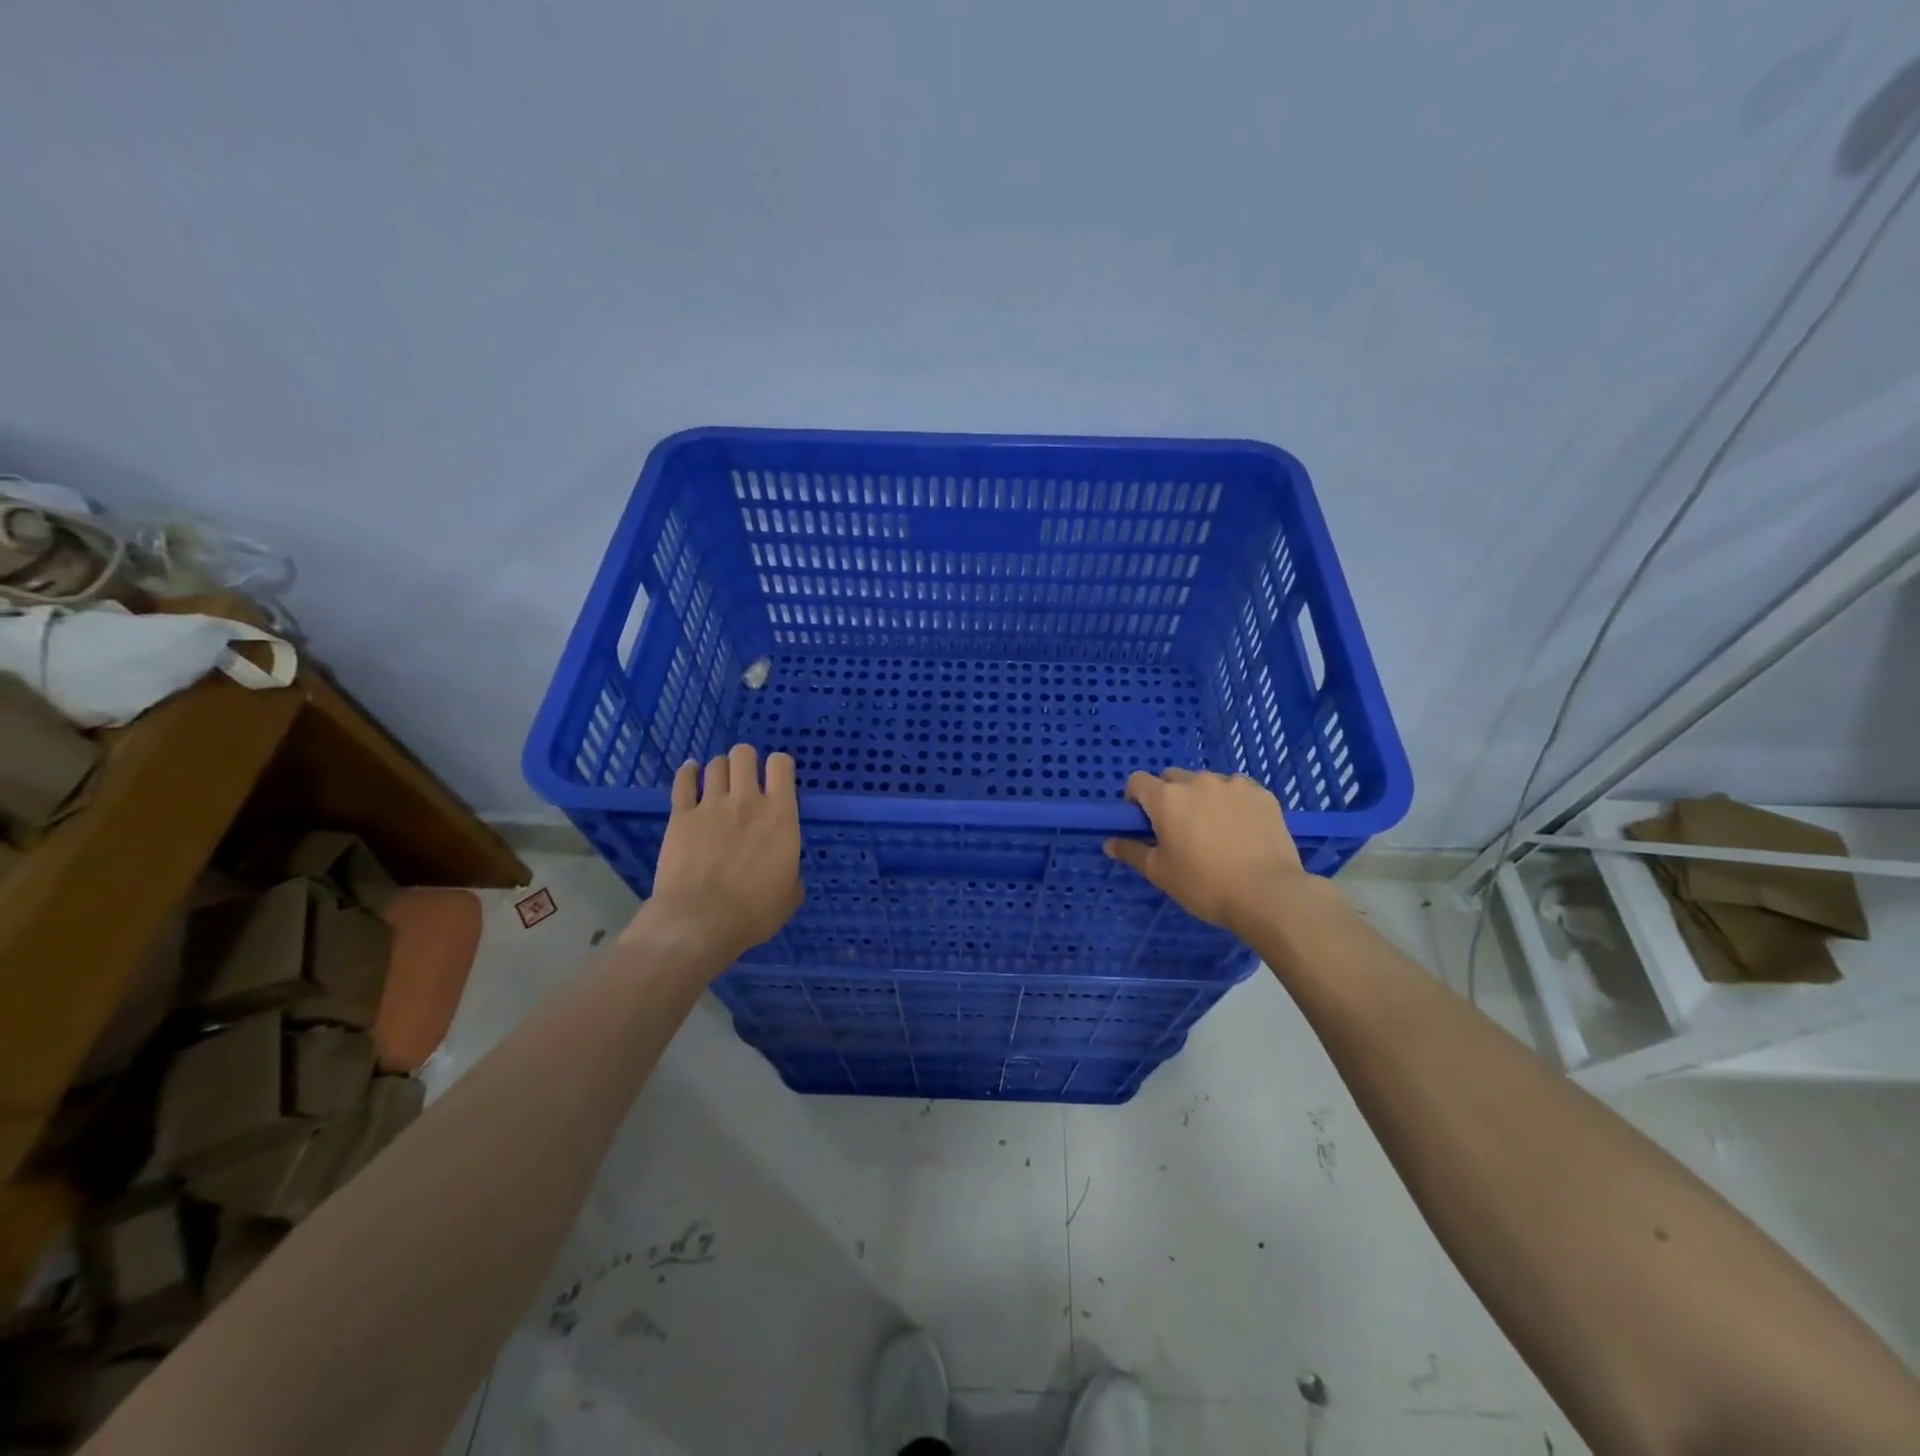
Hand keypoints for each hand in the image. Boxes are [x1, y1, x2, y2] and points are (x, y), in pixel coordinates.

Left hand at [626, 744, 802, 967]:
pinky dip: (688, 773)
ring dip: (720, 768)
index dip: (780, 765)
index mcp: (780, 816)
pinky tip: (690, 772)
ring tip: (719, 780)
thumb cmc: (754, 912)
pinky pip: (682, 781)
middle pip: (744, 755)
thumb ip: (790, 868)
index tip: (777, 778)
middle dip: (746, 760)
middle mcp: (747, 801)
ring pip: (715, 764)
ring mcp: (710, 805)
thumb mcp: (790, 894)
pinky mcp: (680, 816)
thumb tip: (784, 865)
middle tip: (745, 778)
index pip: (782, 765)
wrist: (699, 922)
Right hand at [1103, 768, 1312, 938]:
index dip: (1136, 799)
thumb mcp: (1160, 873)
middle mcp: (1197, 781)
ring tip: (1216, 832)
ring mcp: (1233, 784)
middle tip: (1180, 830)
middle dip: (1170, 797)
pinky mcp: (1262, 793)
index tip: (1144, 823)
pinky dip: (1233, 804)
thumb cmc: (1205, 885)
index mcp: (1167, 798)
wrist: (1269, 894)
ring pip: (1207, 783)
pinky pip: (1237, 791)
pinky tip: (1242, 831)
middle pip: (1172, 778)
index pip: (1137, 781)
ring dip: (1203, 799)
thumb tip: (1109, 843)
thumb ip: (1132, 852)